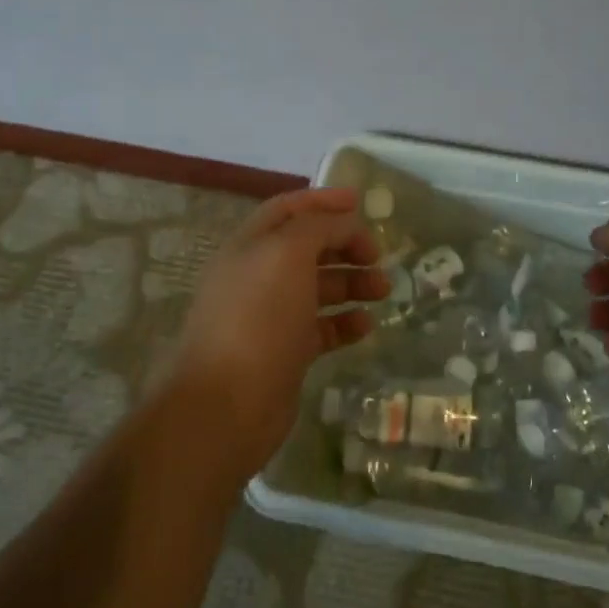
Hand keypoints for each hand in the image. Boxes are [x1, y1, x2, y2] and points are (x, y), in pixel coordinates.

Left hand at [169, 188, 389, 476]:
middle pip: (308, 247)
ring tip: (383, 290)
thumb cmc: (257, 318)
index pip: (289, 208)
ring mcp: (270, 316)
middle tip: (378, 255)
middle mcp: (258, 275)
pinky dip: (345, 322)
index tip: (360, 202)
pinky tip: (367, 325)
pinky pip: (321, 328)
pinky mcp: (284, 353)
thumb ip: (319, 227)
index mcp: (251, 245)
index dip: (323, 200)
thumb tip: (344, 222)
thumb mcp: (288, 254)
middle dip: (345, 245)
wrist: (225, 407)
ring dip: (352, 282)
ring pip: (318, 287)